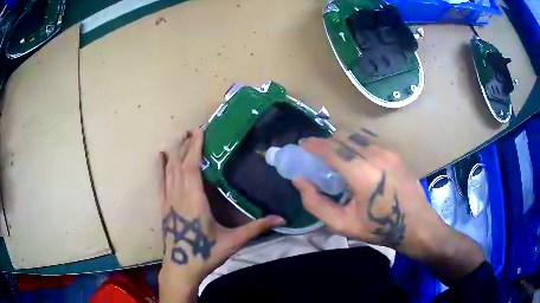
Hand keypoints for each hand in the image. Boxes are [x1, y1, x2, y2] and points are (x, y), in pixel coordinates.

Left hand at [158, 128, 284, 301]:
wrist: (181, 268)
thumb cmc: (205, 253)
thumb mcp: (233, 241)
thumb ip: (256, 228)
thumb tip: (282, 219)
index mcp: (194, 200)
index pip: (192, 166)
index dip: (195, 146)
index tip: (199, 130)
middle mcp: (178, 195)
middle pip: (179, 163)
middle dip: (185, 144)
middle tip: (193, 130)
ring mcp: (168, 200)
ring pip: (169, 170)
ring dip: (175, 152)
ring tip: (181, 138)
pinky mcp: (163, 207)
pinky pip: (160, 182)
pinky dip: (160, 167)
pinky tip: (160, 157)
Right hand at [292, 130, 483, 281]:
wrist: (415, 224)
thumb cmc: (378, 228)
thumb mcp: (342, 224)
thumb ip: (316, 203)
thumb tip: (299, 181)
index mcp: (362, 174)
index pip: (332, 150)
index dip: (314, 144)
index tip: (302, 143)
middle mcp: (376, 155)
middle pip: (344, 137)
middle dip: (326, 141)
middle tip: (317, 152)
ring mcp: (388, 152)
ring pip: (357, 136)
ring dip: (342, 140)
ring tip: (335, 154)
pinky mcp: (396, 153)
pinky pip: (370, 141)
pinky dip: (356, 143)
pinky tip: (355, 156)